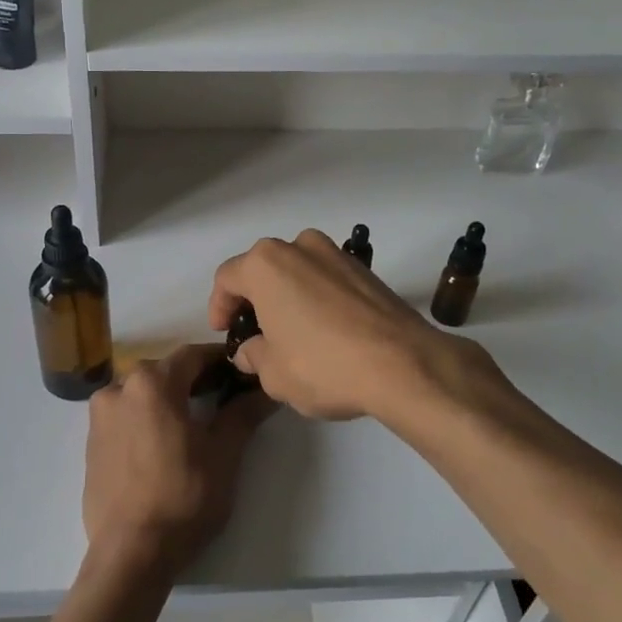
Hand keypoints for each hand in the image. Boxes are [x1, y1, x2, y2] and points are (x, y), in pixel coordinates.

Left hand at [82, 345, 271, 584]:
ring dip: (166, 398)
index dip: (218, 360)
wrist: (131, 553)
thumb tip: (267, 390)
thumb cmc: (183, 497)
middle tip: (221, 396)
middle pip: (163, 371)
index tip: (239, 371)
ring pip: (140, 392)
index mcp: (152, 383)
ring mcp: (99, 416)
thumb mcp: (224, 454)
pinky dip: (144, 418)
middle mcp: (119, 388)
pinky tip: (161, 444)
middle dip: (192, 378)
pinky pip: (123, 415)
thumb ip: (243, 414)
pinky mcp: (90, 442)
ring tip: (190, 423)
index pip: (192, 355)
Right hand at [208, 230, 473, 422]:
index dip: (219, 306)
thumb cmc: (323, 366)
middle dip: (255, 298)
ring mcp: (337, 254)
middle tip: (254, 331)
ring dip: (288, 295)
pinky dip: (318, 298)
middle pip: (263, 268)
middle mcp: (299, 247)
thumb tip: (251, 350)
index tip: (223, 331)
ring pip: (298, 270)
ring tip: (291, 331)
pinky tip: (325, 330)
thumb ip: (254, 356)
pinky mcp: (366, 270)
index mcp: (265, 264)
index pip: (227, 278)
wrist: (403, 364)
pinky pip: (327, 279)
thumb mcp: (274, 374)